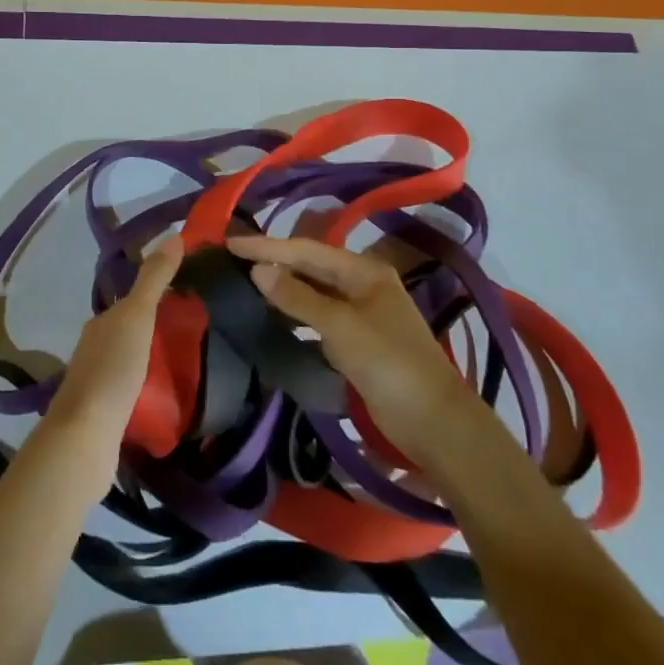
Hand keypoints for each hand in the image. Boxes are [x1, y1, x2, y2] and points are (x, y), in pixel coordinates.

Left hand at [44, 236, 181, 439]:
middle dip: (156, 328)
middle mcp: (94, 346)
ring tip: (185, 364)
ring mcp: (96, 381)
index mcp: (101, 322)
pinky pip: (130, 389)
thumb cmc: (113, 369)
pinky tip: (165, 395)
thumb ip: (154, 279)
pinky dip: (147, 386)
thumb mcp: (138, 316)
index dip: (157, 295)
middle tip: (194, 332)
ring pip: (129, 360)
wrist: (85, 434)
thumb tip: (174, 235)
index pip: (132, 300)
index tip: (187, 296)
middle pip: (129, 330)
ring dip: (152, 359)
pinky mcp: (103, 412)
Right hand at [227, 234, 485, 464]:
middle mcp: (362, 284)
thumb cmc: (388, 363)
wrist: (433, 421)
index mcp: (363, 270)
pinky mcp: (356, 340)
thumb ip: (297, 297)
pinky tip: (272, 317)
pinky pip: (317, 318)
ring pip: (312, 292)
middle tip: (233, 260)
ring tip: (245, 284)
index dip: (267, 246)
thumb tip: (258, 269)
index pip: (306, 250)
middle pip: (310, 267)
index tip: (230, 243)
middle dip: (273, 262)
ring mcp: (361, 313)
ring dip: (282, 288)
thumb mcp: (339, 326)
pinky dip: (295, 315)